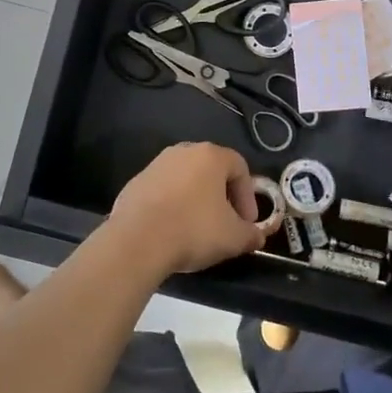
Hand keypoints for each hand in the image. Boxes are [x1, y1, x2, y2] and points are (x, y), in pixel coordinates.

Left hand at [106, 142, 280, 277]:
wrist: (137, 241)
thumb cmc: (193, 230)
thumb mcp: (234, 238)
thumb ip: (251, 234)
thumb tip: (256, 236)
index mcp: (210, 156)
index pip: (240, 168)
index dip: (248, 196)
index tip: (247, 223)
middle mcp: (183, 152)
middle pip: (211, 171)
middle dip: (222, 197)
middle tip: (225, 223)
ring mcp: (156, 165)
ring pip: (185, 180)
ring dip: (196, 200)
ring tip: (197, 229)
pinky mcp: (135, 183)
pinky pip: (162, 192)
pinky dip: (171, 206)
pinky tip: (171, 230)